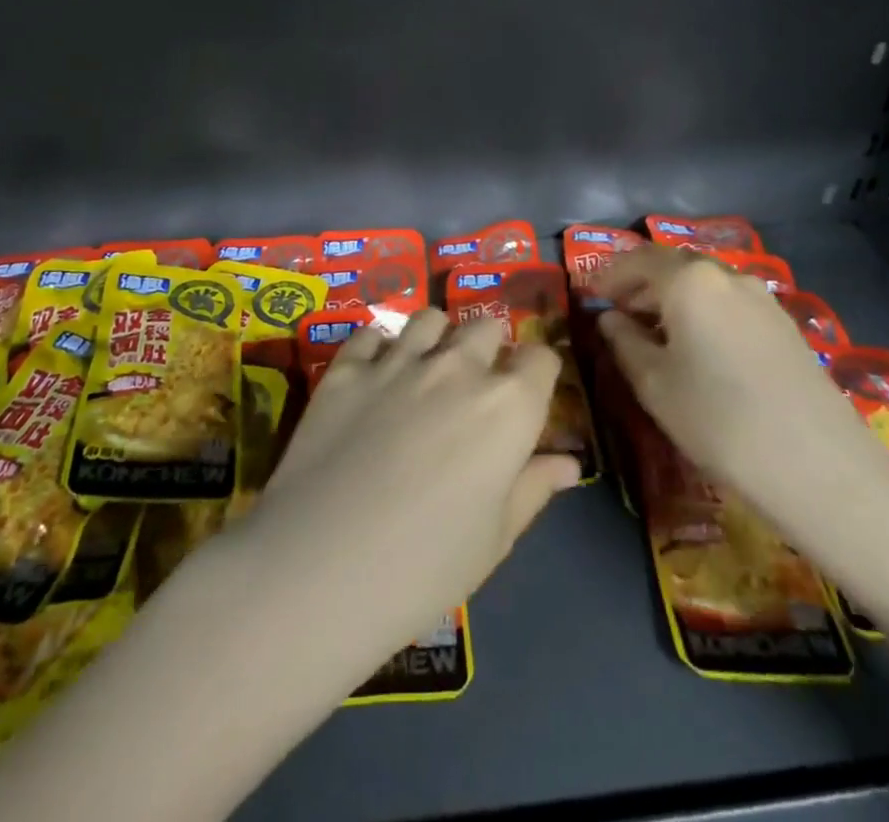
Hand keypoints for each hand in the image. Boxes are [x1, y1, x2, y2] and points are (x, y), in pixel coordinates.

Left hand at [236, 311, 580, 676]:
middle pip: (486, 327)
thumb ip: (533, 487)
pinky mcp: (347, 367)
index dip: (536, 374)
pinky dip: (380, 347)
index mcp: (507, 406)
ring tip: (425, 371)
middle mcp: (458, 367)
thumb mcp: (494, 539)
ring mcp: (398, 360)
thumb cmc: (424, 568)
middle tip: (473, 389)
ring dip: (437, 338)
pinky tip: (375, 377)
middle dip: (488, 349)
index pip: (540, 358)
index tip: (526, 398)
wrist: (319, 569)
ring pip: (430, 318)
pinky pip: (372, 333)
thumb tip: (568, 463)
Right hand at [593, 245, 888, 535]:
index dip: (608, 275)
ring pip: (705, 284)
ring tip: (656, 333)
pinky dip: (704, 312)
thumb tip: (609, 319)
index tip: (589, 295)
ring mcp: (763, 299)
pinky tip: (700, 348)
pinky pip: (731, 304)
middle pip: (673, 266)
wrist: (819, 467)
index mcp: (689, 280)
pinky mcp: (786, 325)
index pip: (637, 260)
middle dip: (641, 284)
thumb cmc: (718, 421)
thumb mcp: (654, 384)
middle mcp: (727, 276)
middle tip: (618, 312)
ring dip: (674, 299)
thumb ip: (625, 342)